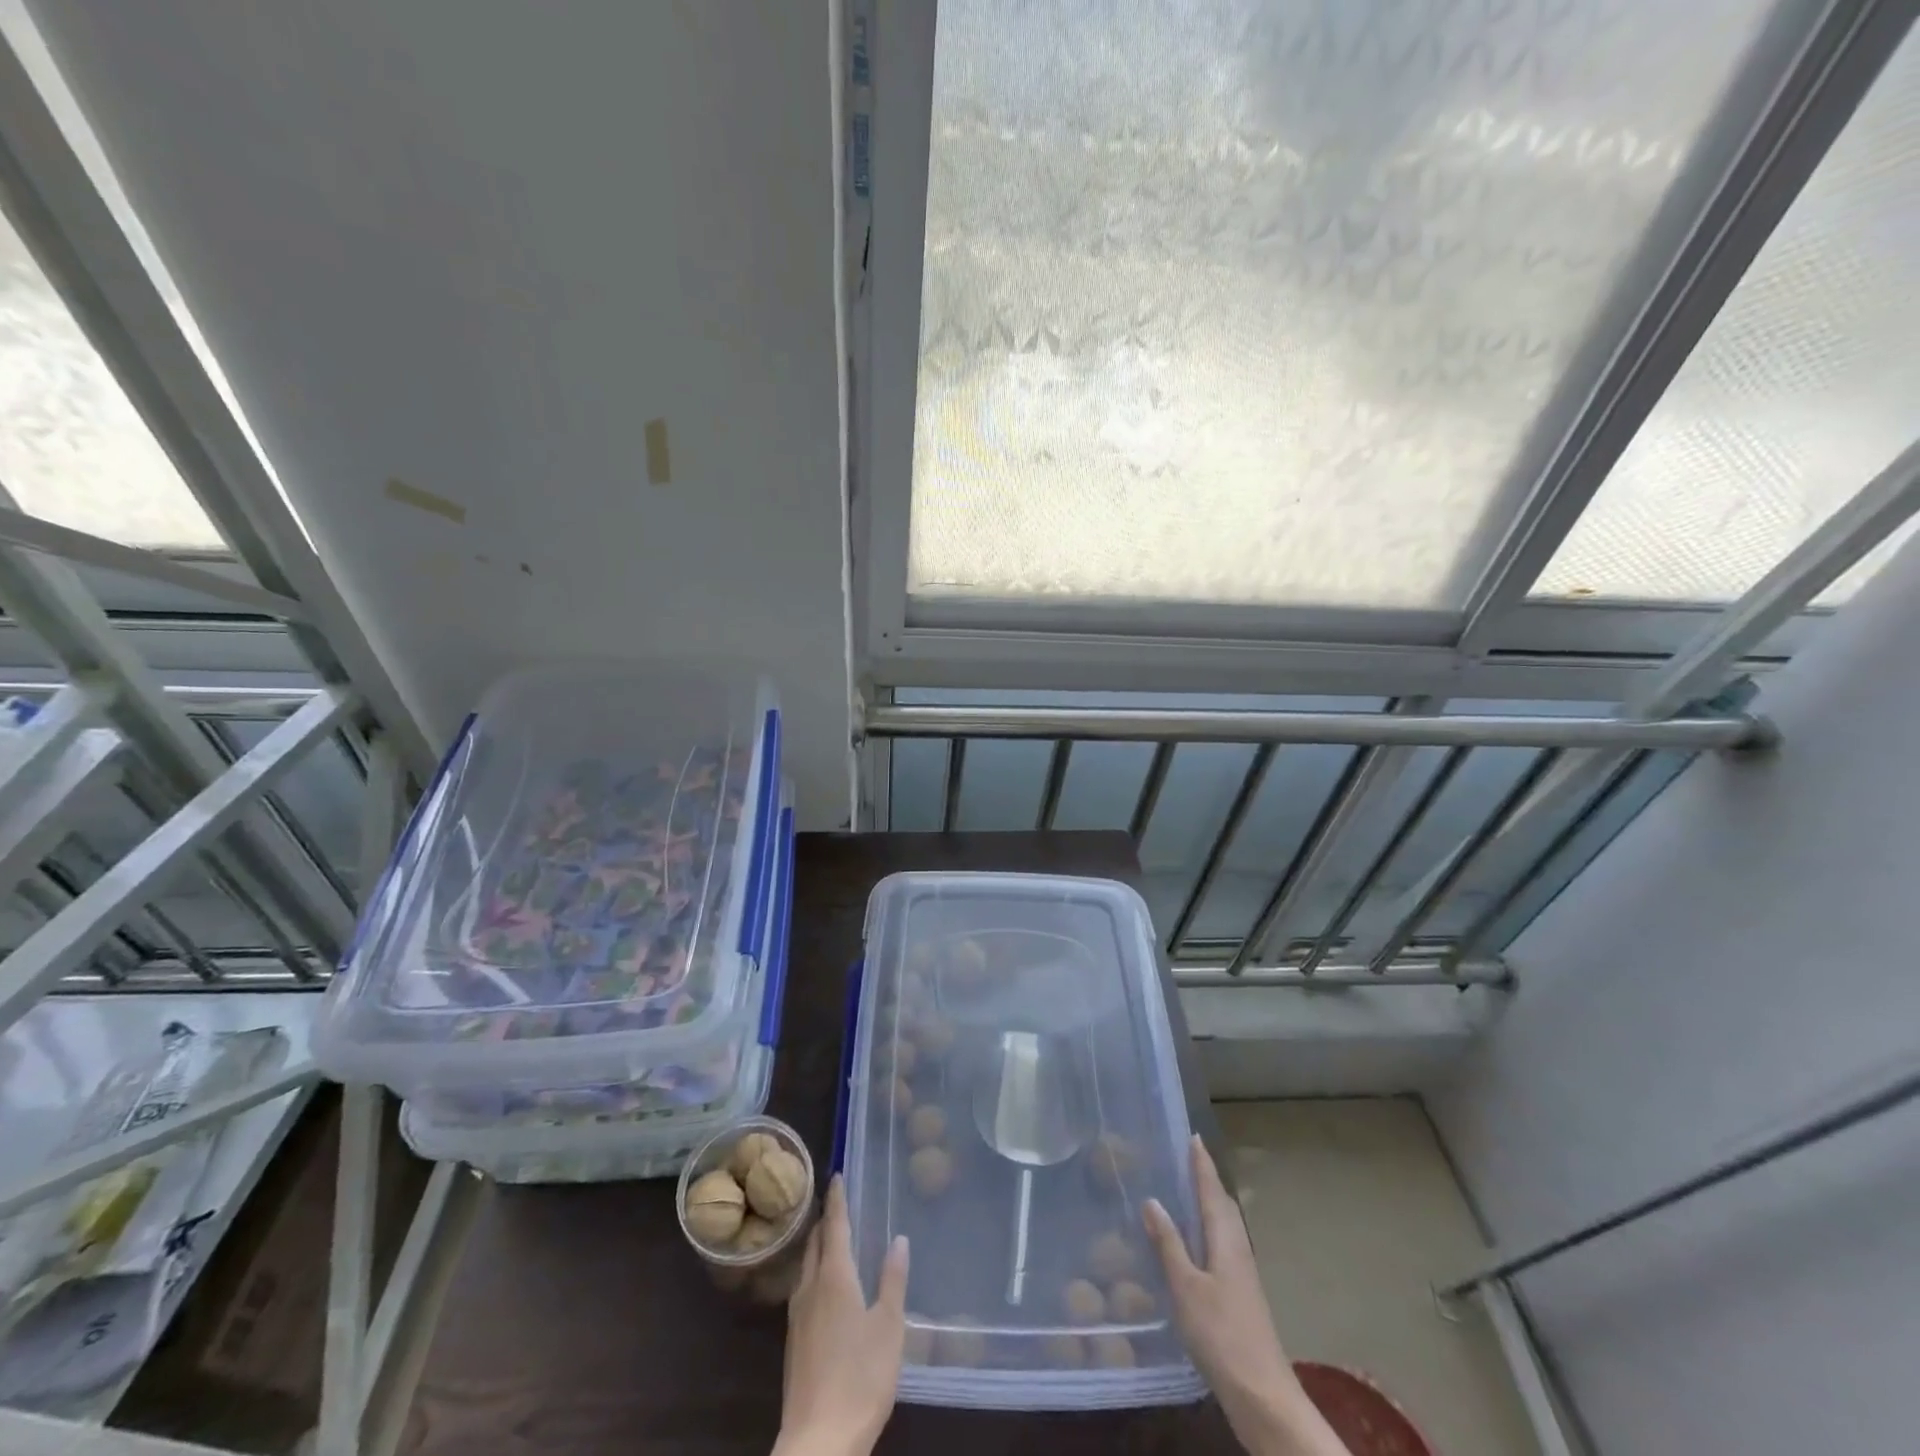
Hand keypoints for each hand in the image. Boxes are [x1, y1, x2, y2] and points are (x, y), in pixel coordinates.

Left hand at [776, 1175, 909, 1455]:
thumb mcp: (889, 1327)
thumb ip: (893, 1280)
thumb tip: (899, 1238)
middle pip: (816, 1243)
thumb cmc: (861, 1377)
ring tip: (831, 1238)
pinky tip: (823, 1287)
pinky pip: (803, 1289)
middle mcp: (811, 1288)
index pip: (835, 1226)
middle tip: (838, 1202)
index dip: (837, 1199)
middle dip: (826, 1220)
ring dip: (818, 1246)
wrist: (818, 1441)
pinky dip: (814, 1272)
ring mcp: (797, 1317)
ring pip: (806, 1266)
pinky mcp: (794, 1342)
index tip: (837, 1174)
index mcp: (834, 1277)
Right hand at [1144, 1137, 1349, 1455]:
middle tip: (1186, 1157)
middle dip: (1206, 1179)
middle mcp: (1237, 1249)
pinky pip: (1222, 1244)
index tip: (1193, 1136)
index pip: (1212, 1190)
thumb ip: (1169, 1243)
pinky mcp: (1240, 1294)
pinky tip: (1194, 1241)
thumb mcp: (1186, 1288)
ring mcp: (1241, 1273)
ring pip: (1224, 1225)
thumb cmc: (1221, 1334)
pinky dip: (1207, 1229)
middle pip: (1222, 1204)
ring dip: (1208, 1203)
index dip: (1201, 1164)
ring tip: (1186, 1190)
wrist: (1262, 1395)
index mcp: (1226, 1239)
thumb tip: (1152, 1200)